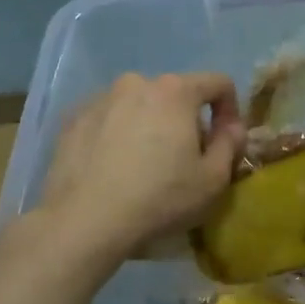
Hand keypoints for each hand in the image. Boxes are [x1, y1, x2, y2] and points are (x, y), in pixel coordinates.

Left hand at [35, 72, 243, 261]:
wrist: (85, 221)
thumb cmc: (160, 198)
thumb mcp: (213, 179)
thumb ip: (231, 144)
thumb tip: (232, 127)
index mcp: (176, 92)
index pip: (218, 83)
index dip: (230, 110)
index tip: (225, 142)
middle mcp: (136, 83)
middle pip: (176, 95)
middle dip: (188, 121)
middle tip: (185, 160)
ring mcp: (99, 99)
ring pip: (140, 106)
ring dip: (151, 127)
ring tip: (146, 166)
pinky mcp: (72, 120)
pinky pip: (108, 120)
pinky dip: (118, 136)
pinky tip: (115, 169)